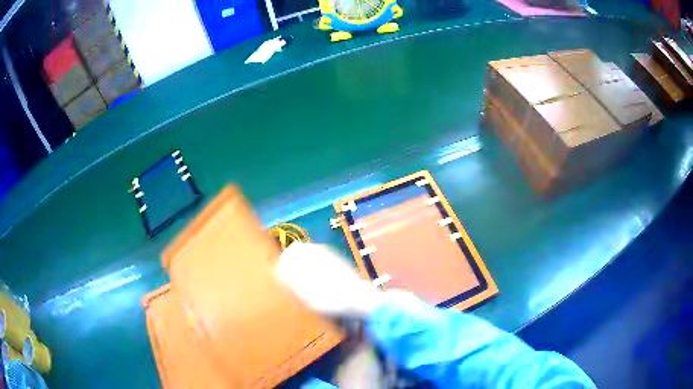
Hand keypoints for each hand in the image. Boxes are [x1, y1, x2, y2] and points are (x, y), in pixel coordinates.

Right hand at [275, 243, 383, 319]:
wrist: (363, 302)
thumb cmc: (329, 295)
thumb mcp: (302, 287)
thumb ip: (286, 275)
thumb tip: (276, 267)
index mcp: (315, 252)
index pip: (293, 249)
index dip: (282, 260)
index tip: (277, 275)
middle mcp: (326, 253)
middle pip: (303, 256)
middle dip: (293, 268)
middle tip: (288, 284)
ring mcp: (336, 262)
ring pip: (314, 265)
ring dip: (304, 275)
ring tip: (301, 292)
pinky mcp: (344, 273)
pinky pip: (324, 272)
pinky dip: (316, 280)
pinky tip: (318, 294)